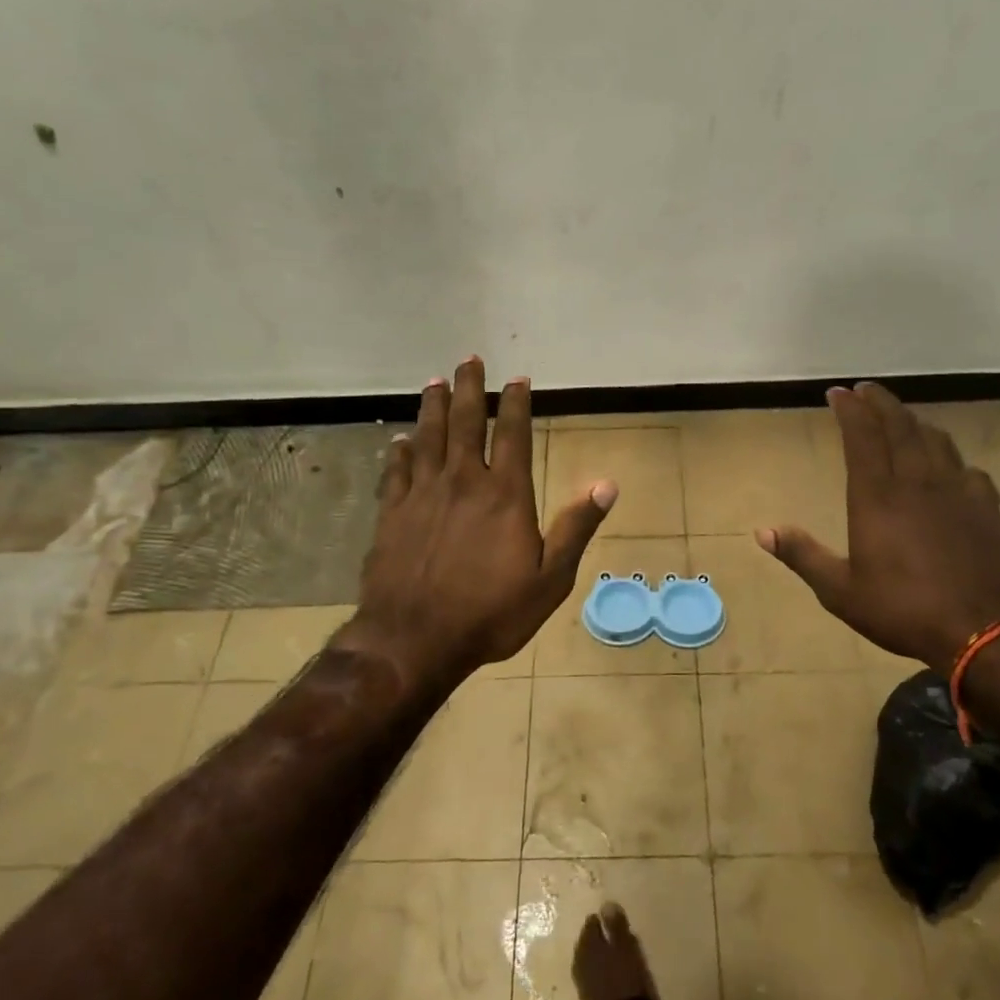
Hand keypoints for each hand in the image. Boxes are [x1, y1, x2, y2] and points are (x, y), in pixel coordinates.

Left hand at [332, 357, 616, 687]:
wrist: (415, 639)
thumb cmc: (491, 612)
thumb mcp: (550, 578)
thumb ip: (576, 527)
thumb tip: (607, 483)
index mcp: (505, 494)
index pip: (512, 434)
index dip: (516, 403)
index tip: (517, 379)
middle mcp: (463, 481)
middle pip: (465, 422)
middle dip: (469, 389)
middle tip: (470, 361)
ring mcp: (423, 494)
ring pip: (428, 437)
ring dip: (433, 407)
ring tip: (435, 382)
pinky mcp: (393, 513)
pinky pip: (397, 471)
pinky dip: (400, 451)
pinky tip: (400, 440)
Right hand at [758, 383, 999, 666]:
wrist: (986, 631)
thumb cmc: (904, 609)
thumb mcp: (840, 591)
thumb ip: (803, 556)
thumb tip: (762, 531)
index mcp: (877, 497)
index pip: (861, 437)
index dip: (849, 410)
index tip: (837, 392)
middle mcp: (917, 482)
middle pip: (900, 426)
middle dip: (880, 403)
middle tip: (866, 389)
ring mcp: (957, 491)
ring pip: (936, 440)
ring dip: (915, 422)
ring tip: (903, 418)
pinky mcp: (987, 508)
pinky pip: (968, 469)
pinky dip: (952, 458)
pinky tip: (952, 467)